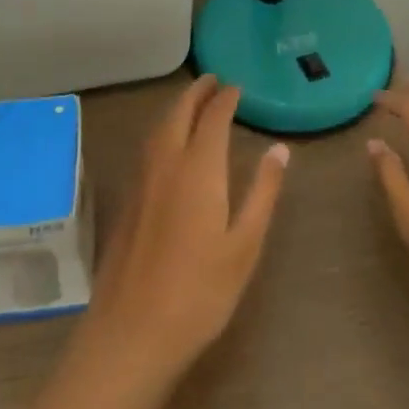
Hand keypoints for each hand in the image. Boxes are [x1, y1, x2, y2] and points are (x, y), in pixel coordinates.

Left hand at [77, 75, 289, 387]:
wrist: (133, 329)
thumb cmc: (200, 291)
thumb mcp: (245, 245)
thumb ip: (262, 192)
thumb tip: (280, 150)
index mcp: (199, 168)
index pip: (213, 117)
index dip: (226, 98)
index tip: (238, 88)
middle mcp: (166, 162)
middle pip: (179, 112)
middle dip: (196, 91)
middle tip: (212, 80)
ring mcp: (142, 179)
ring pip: (159, 127)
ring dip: (177, 107)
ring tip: (193, 102)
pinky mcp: (128, 198)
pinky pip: (147, 145)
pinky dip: (163, 129)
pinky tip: (169, 143)